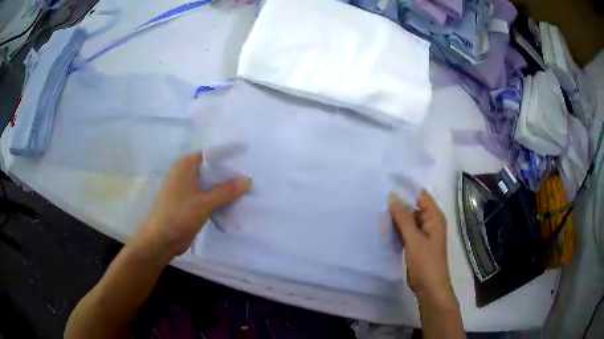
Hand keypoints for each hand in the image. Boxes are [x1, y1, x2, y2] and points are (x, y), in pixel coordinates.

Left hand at [133, 152, 251, 259]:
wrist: (160, 240)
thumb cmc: (179, 216)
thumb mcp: (205, 203)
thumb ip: (226, 191)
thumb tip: (248, 180)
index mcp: (185, 166)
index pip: (210, 155)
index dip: (228, 156)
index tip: (247, 158)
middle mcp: (184, 174)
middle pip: (210, 170)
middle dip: (229, 174)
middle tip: (251, 176)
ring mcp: (185, 190)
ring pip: (209, 185)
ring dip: (224, 189)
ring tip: (247, 190)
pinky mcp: (188, 204)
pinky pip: (206, 197)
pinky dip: (218, 200)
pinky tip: (233, 204)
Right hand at [389, 191, 456, 308]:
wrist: (430, 287)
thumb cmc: (425, 262)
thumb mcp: (413, 239)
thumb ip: (403, 218)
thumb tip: (393, 196)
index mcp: (435, 217)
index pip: (421, 195)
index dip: (406, 188)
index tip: (389, 181)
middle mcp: (431, 222)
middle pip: (414, 206)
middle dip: (399, 204)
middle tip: (379, 199)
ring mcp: (425, 233)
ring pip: (409, 219)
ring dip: (397, 217)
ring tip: (379, 212)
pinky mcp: (418, 243)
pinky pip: (407, 230)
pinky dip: (398, 229)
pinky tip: (385, 229)